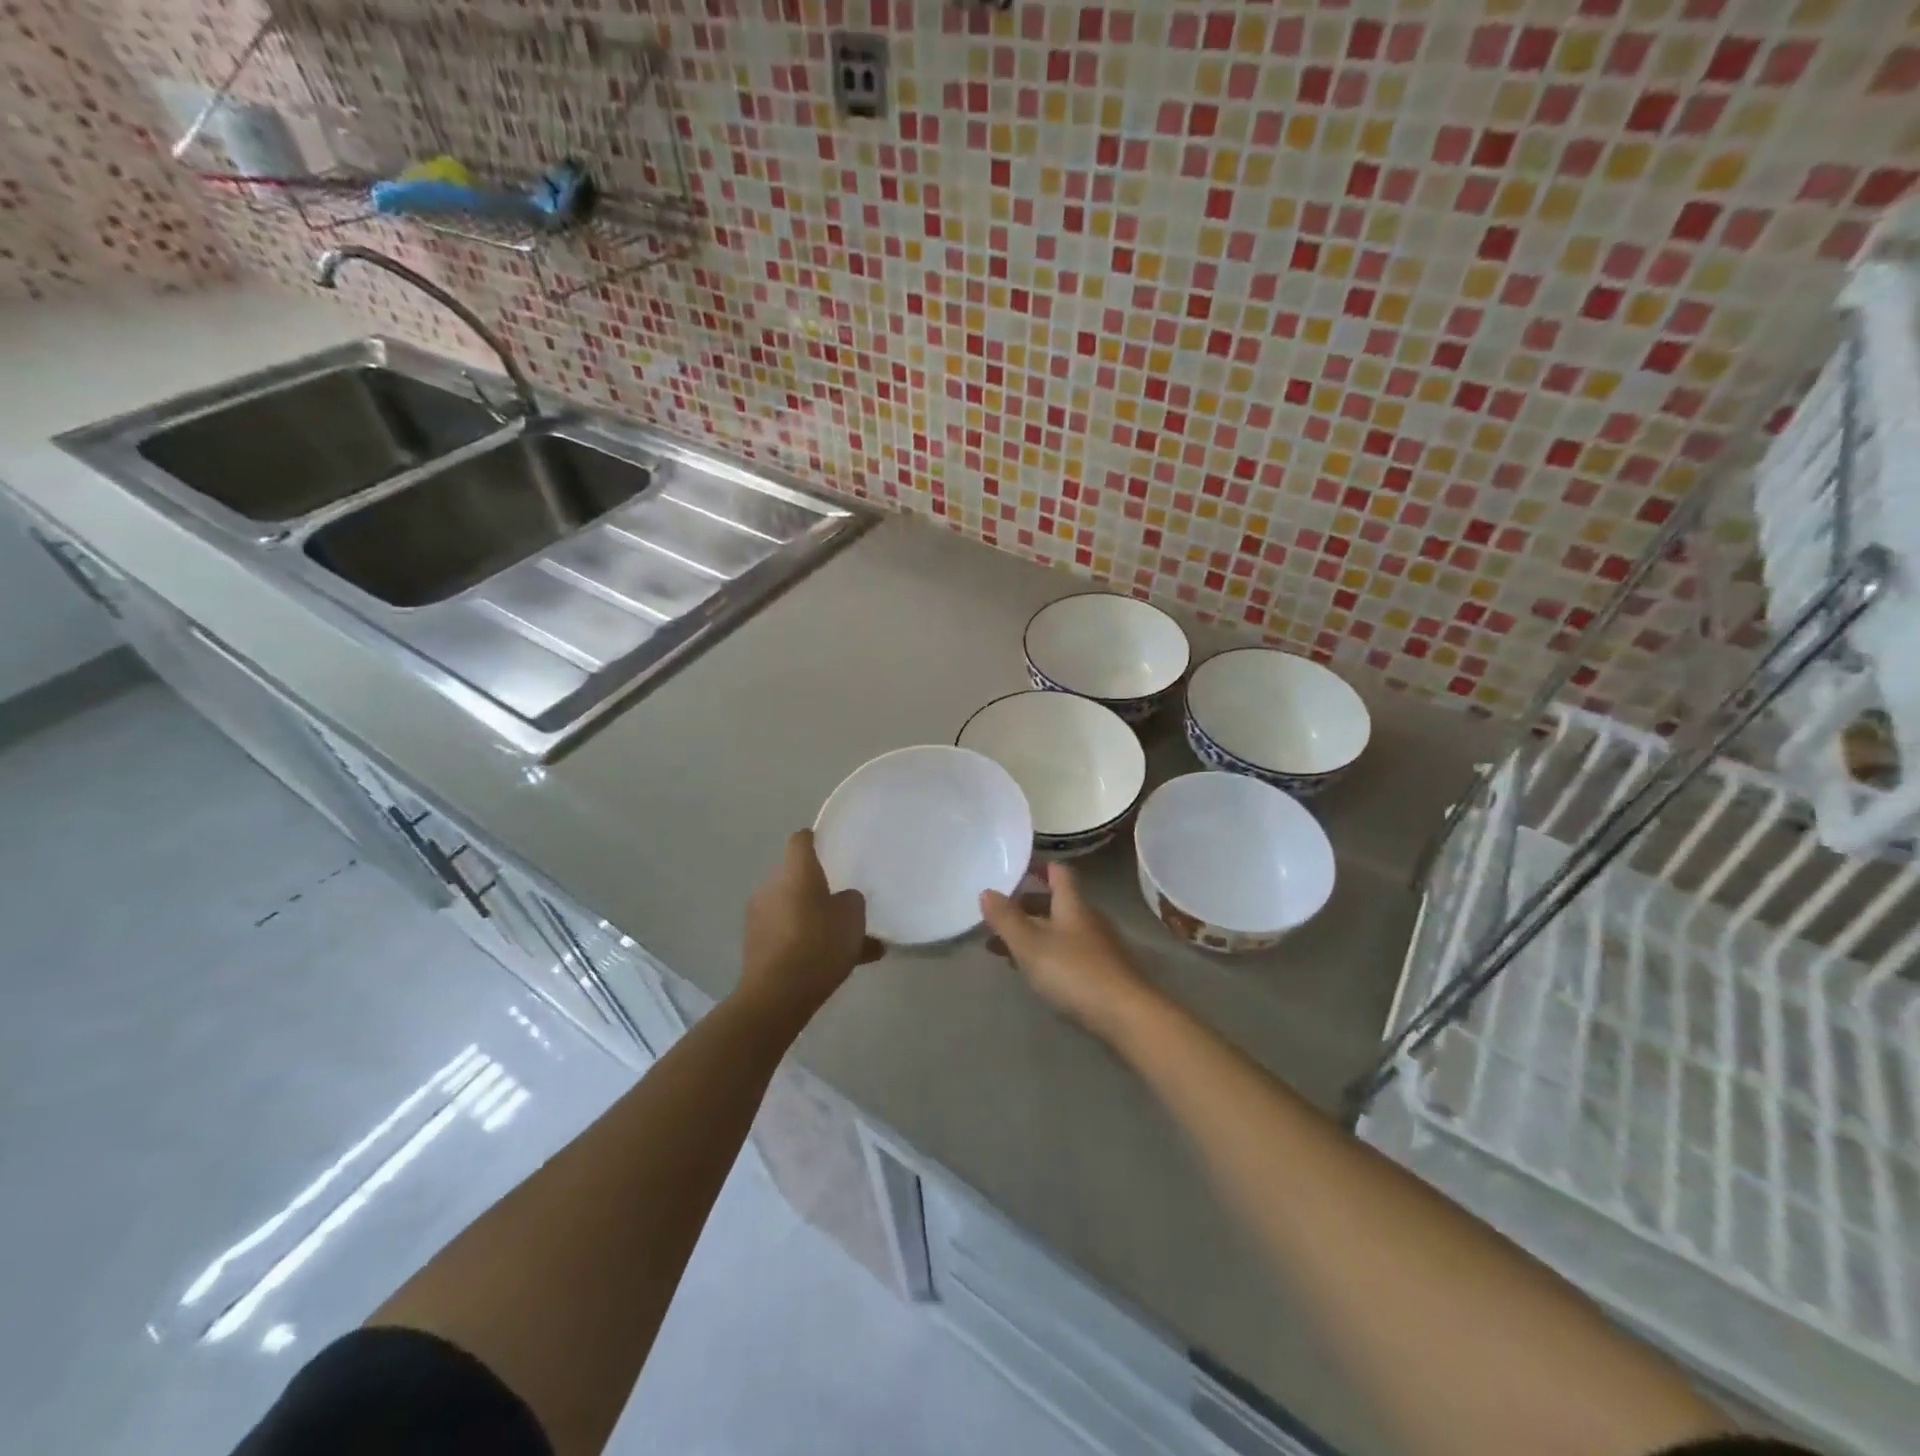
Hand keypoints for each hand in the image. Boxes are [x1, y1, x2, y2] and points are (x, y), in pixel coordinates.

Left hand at [739, 830, 883, 1023]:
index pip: (800, 841)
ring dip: (814, 920)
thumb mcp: (852, 918)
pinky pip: (788, 936)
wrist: (777, 995)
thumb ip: (851, 901)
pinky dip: (806, 944)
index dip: (814, 839)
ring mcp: (759, 918)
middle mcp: (772, 888)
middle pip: (796, 878)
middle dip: (817, 888)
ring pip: (794, 910)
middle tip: (842, 903)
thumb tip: (843, 899)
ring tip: (847, 943)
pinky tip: (834, 965)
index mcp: (795, 873)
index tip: (829, 845)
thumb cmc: (818, 944)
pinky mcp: (756, 947)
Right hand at [981, 861, 1157, 1044]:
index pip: (1058, 872)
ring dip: (1032, 932)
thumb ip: (1007, 918)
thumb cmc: (1074, 972)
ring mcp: (1098, 946)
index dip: (1038, 866)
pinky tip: (1032, 971)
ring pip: (1059, 929)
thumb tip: (987, 890)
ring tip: (1002, 947)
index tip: (1014, 868)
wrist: (1126, 1015)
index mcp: (1073, 904)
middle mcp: (1088, 918)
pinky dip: (1046, 954)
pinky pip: (1067, 952)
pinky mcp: (1103, 972)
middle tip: (997, 914)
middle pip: (1056, 902)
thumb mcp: (1030, 945)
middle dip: (1026, 905)